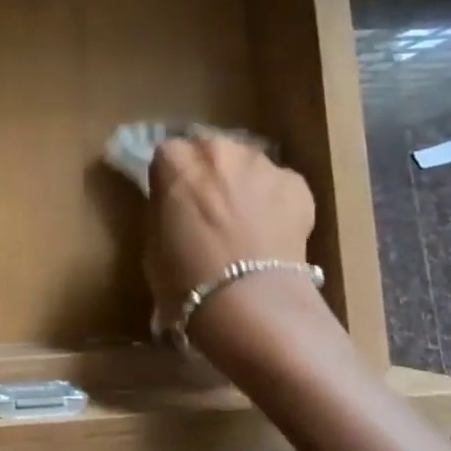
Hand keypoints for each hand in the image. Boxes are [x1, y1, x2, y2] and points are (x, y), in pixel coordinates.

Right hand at [144, 135, 316, 323]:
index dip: (171, 181)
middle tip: (210, 211)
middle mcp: (218, 149)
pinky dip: (275, 203)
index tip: (174, 203)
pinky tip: (271, 234)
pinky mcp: (297, 184)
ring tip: (244, 224)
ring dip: (243, 185)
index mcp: (175, 160)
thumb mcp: (153, 240)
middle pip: (210, 153)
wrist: (249, 301)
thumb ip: (164, 208)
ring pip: (247, 166)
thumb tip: (176, 203)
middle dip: (209, 175)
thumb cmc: (185, 276)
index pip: (167, 157)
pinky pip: (279, 187)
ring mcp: (262, 163)